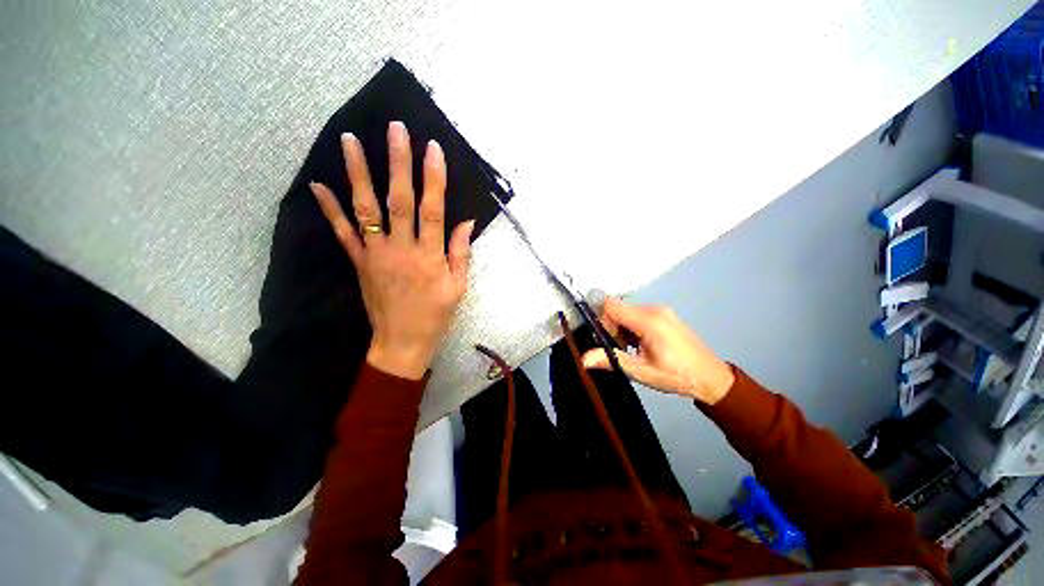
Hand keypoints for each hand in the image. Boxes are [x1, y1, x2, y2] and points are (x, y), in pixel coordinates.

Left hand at [310, 121, 473, 379]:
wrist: (402, 341)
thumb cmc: (435, 314)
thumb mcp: (458, 287)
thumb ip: (460, 253)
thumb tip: (467, 222)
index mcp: (429, 256)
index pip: (433, 210)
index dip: (434, 179)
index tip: (432, 149)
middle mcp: (401, 249)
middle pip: (399, 200)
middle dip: (397, 163)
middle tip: (395, 129)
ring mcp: (376, 254)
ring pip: (366, 209)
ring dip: (358, 174)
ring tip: (350, 141)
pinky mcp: (359, 262)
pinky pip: (343, 233)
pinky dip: (330, 209)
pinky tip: (318, 185)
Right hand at [581, 298, 734, 404]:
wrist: (713, 378)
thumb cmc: (677, 377)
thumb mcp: (642, 372)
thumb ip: (611, 360)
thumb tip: (583, 359)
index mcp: (649, 321)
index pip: (611, 305)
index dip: (602, 321)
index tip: (608, 341)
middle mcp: (654, 309)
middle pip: (618, 308)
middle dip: (612, 327)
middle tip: (620, 349)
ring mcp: (661, 310)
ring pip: (627, 311)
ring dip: (622, 328)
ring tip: (632, 349)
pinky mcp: (665, 314)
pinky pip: (638, 314)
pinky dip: (632, 326)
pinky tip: (641, 344)